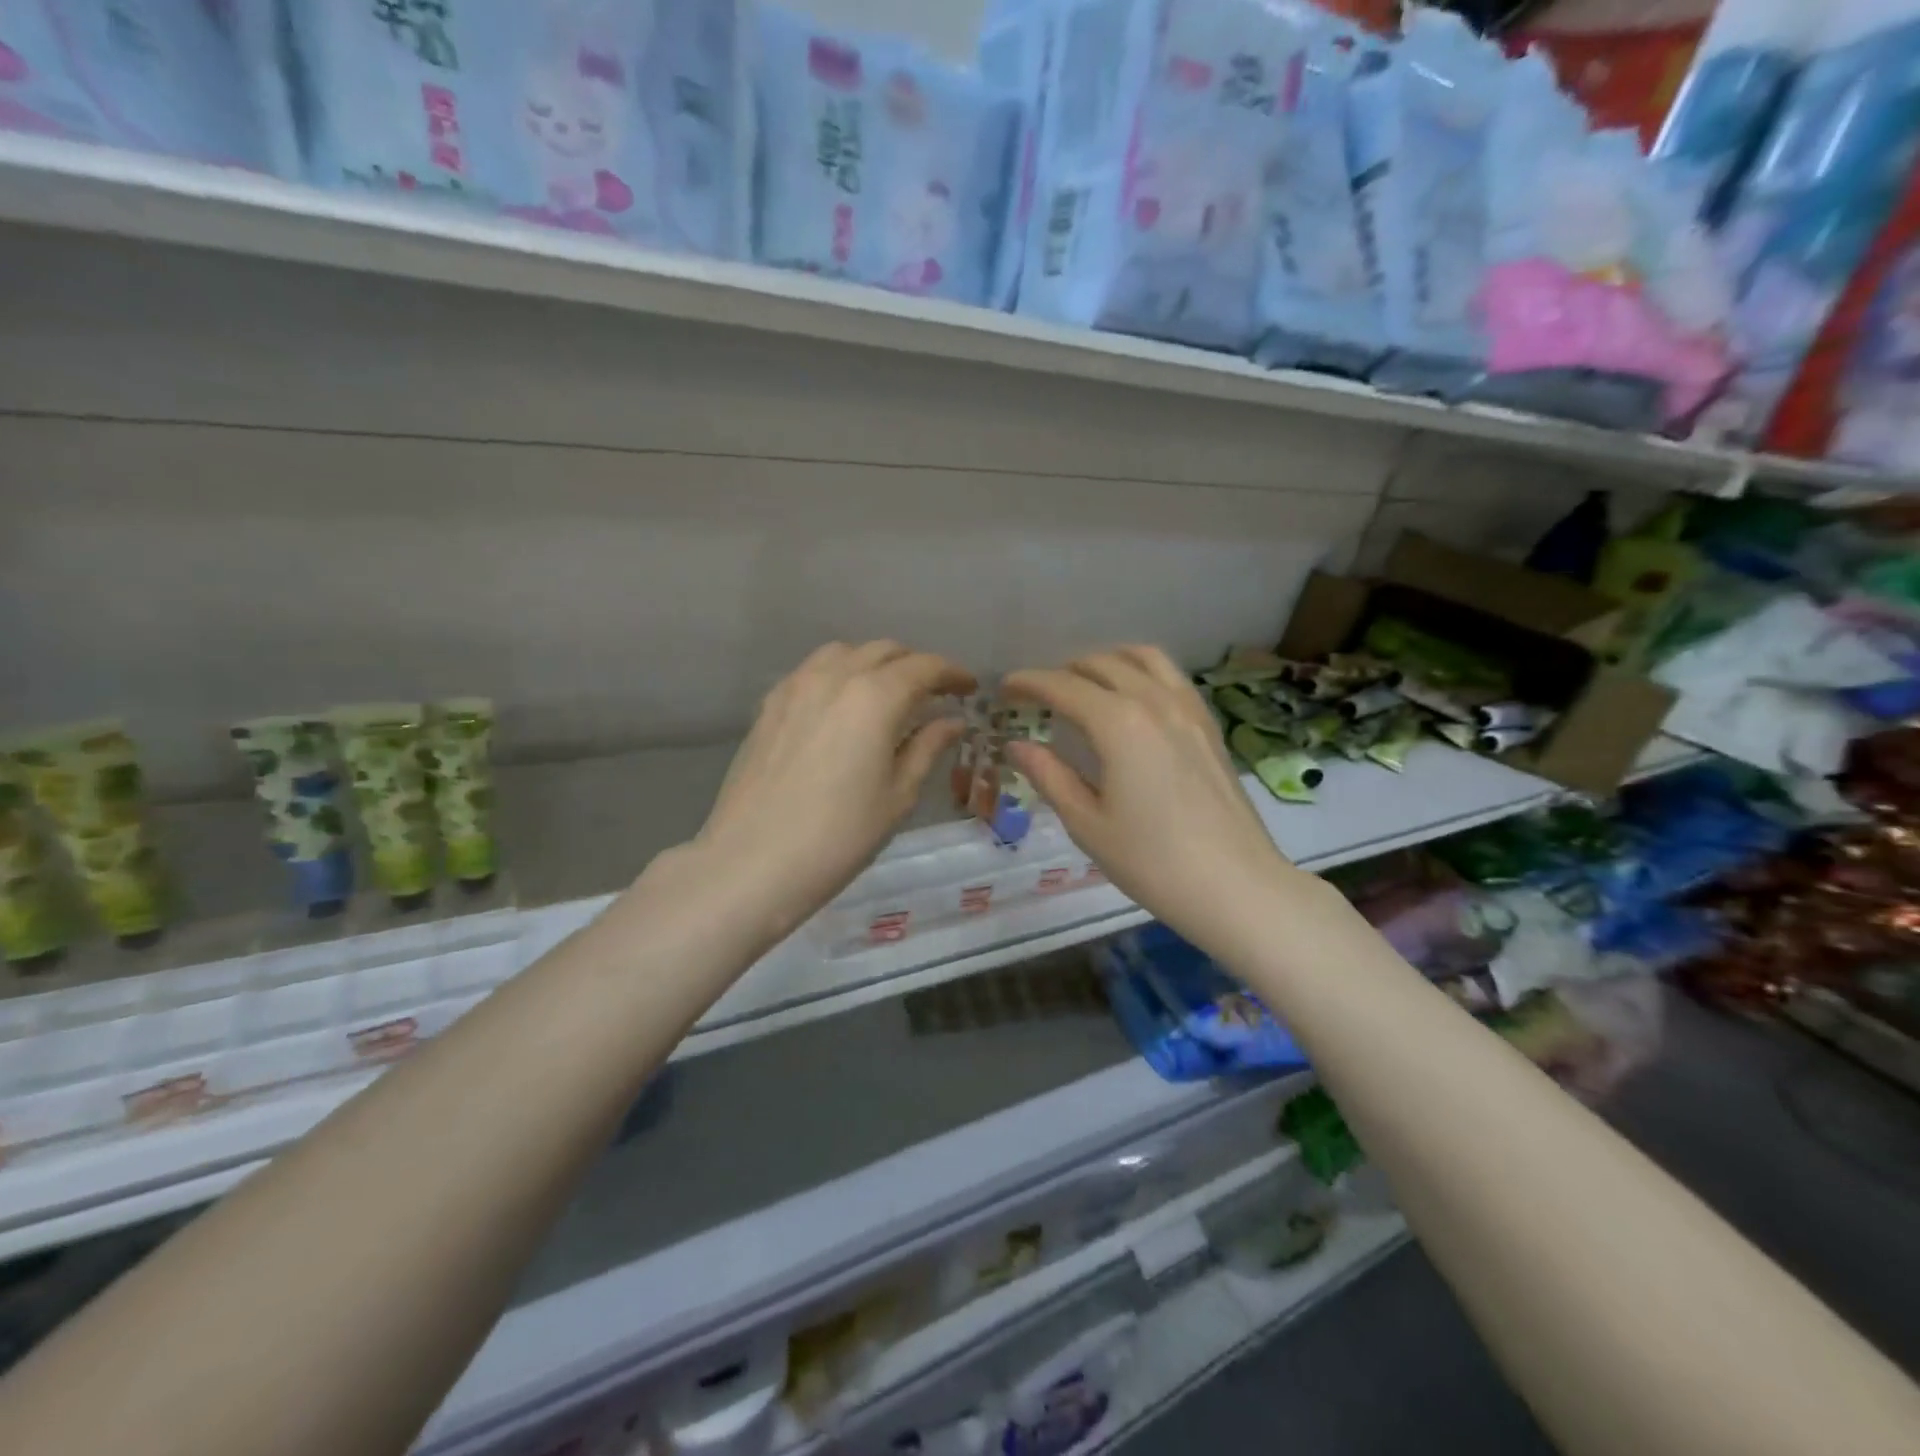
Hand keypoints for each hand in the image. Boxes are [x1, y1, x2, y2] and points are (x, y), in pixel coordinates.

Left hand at [691, 641, 975, 942]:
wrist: (754, 861)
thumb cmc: (840, 836)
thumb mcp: (898, 795)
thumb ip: (927, 747)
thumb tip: (952, 721)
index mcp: (875, 697)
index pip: (924, 667)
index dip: (952, 674)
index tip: (969, 689)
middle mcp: (835, 676)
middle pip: (884, 651)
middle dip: (915, 666)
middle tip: (934, 694)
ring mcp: (796, 686)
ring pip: (845, 653)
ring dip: (875, 664)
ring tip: (888, 694)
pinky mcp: (770, 705)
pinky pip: (812, 671)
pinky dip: (839, 674)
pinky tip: (843, 706)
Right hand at [1004, 648, 1305, 962]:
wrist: (1235, 885)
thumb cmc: (1152, 861)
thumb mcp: (1087, 823)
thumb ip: (1049, 776)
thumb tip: (1017, 746)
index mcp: (1118, 724)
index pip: (1063, 686)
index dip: (1029, 682)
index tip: (1004, 688)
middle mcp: (1154, 701)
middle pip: (1101, 664)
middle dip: (1063, 671)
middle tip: (1038, 694)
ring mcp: (1188, 709)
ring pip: (1143, 658)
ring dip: (1106, 661)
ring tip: (1084, 684)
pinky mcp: (1208, 724)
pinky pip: (1171, 676)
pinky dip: (1141, 671)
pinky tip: (1132, 699)